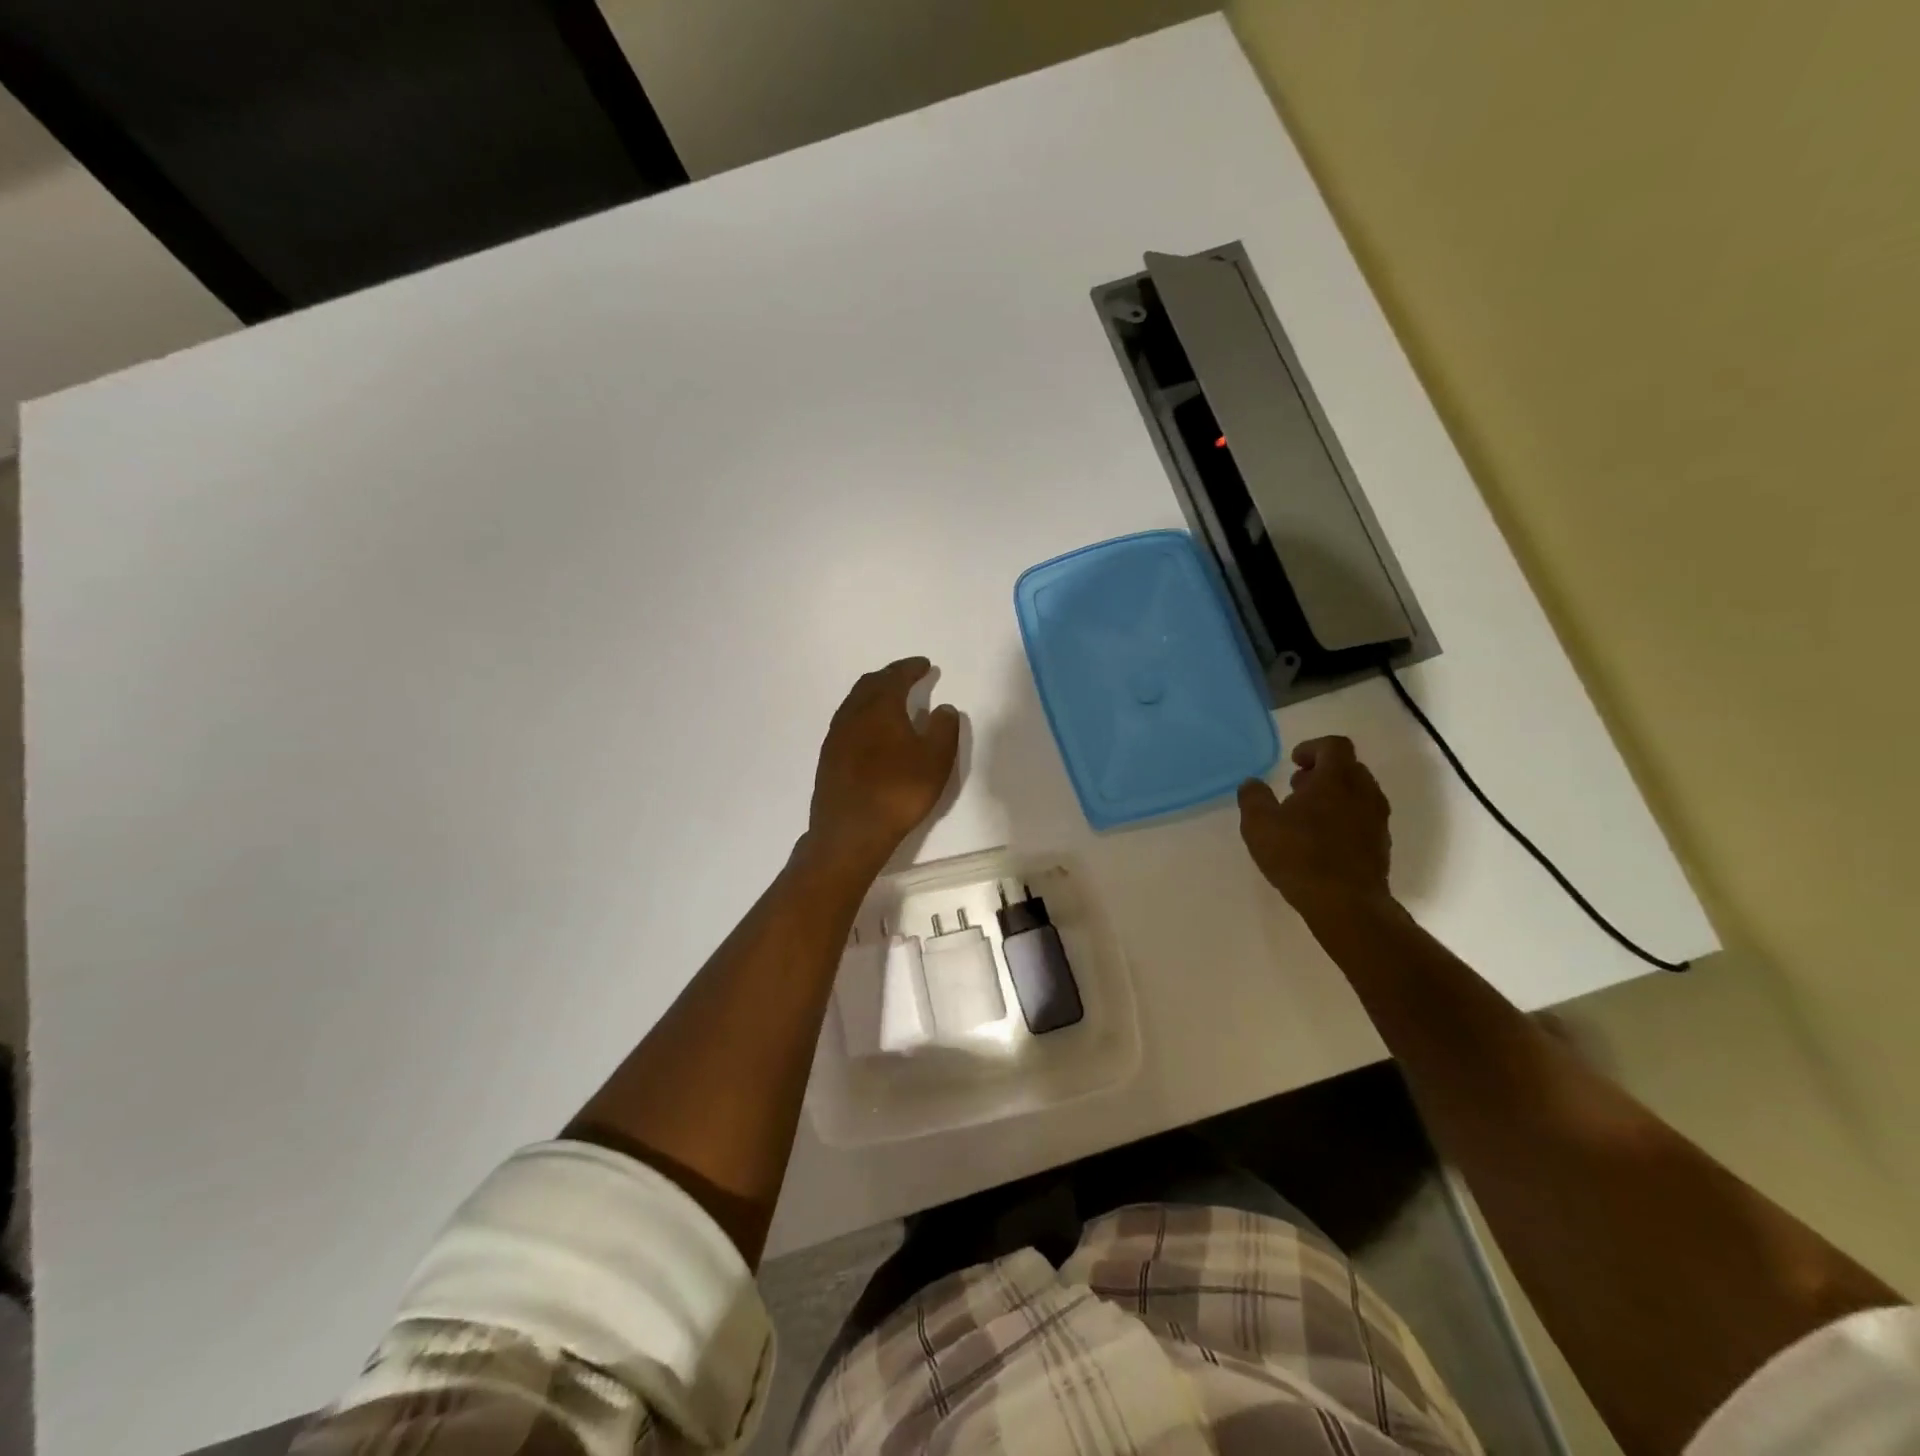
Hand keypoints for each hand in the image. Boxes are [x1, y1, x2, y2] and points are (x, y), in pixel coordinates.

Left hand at [806, 657, 960, 872]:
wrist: (850, 832)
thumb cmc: (898, 791)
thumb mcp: (935, 760)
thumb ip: (943, 729)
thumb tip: (943, 708)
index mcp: (880, 707)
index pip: (896, 677)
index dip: (911, 668)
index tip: (926, 665)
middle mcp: (853, 714)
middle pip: (870, 684)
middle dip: (890, 676)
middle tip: (908, 677)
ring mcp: (836, 736)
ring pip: (855, 703)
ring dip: (874, 695)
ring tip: (891, 701)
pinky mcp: (828, 758)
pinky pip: (847, 723)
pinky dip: (863, 715)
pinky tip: (872, 731)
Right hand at [1238, 736, 1391, 913]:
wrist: (1346, 903)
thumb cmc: (1299, 855)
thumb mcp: (1259, 824)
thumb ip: (1253, 797)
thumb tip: (1252, 783)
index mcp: (1337, 779)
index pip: (1334, 745)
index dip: (1312, 748)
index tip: (1294, 762)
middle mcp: (1364, 792)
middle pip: (1348, 767)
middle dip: (1322, 772)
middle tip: (1296, 789)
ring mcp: (1377, 819)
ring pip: (1358, 793)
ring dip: (1334, 796)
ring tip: (1306, 817)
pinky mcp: (1381, 845)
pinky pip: (1363, 818)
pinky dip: (1344, 818)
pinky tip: (1322, 841)